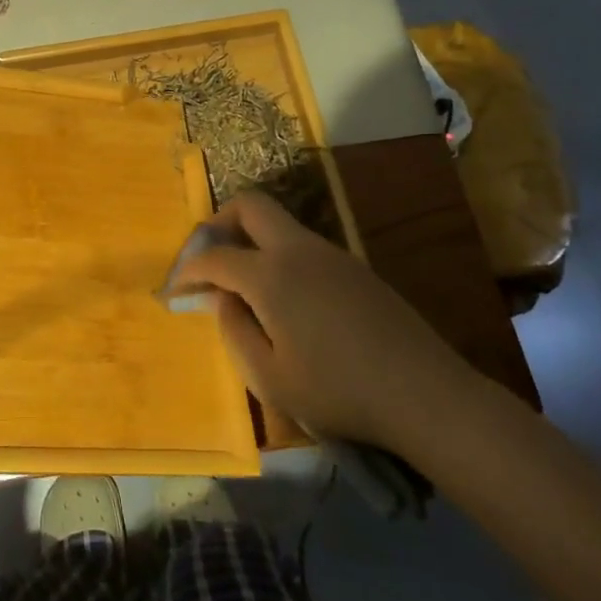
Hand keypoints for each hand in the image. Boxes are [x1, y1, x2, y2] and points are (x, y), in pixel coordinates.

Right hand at [174, 191, 477, 457]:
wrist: (426, 395)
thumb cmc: (339, 392)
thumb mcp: (271, 378)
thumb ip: (234, 331)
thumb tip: (219, 298)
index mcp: (271, 276)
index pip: (215, 256)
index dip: (187, 271)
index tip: (175, 291)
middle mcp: (298, 250)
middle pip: (250, 205)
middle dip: (218, 223)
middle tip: (207, 260)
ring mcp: (331, 254)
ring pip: (278, 222)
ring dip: (250, 238)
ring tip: (241, 284)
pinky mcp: (354, 267)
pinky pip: (302, 244)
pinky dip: (277, 255)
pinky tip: (283, 299)